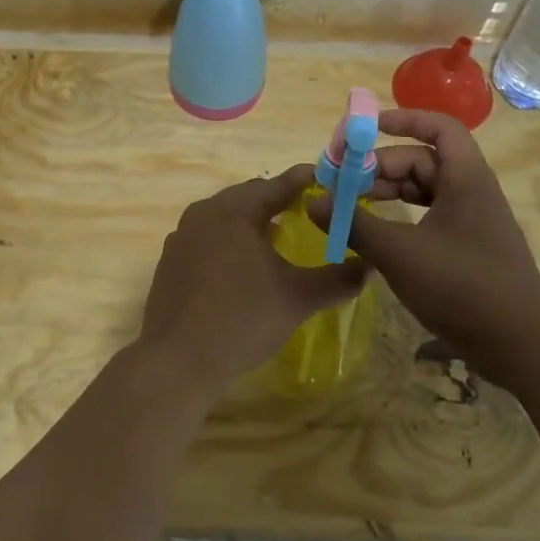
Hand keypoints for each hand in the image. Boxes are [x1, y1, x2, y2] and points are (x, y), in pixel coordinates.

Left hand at [140, 164, 368, 390]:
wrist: (178, 359)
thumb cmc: (243, 318)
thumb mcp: (298, 298)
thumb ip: (337, 279)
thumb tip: (369, 266)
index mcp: (234, 210)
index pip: (278, 184)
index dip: (306, 181)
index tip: (329, 180)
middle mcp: (204, 213)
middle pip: (248, 196)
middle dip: (278, 200)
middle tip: (307, 209)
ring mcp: (182, 237)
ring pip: (225, 218)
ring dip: (252, 222)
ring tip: (279, 236)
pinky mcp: (170, 262)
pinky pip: (207, 239)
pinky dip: (230, 243)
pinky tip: (243, 266)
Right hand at [308, 109, 539, 364]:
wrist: (521, 345)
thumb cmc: (461, 287)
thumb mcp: (399, 253)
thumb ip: (353, 224)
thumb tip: (313, 201)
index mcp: (465, 178)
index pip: (439, 127)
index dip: (403, 119)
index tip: (365, 129)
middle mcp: (471, 191)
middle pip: (422, 160)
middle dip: (380, 166)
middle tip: (341, 183)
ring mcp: (472, 220)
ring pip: (424, 189)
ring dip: (387, 192)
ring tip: (350, 207)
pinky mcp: (468, 247)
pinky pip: (429, 215)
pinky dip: (401, 217)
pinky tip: (376, 233)